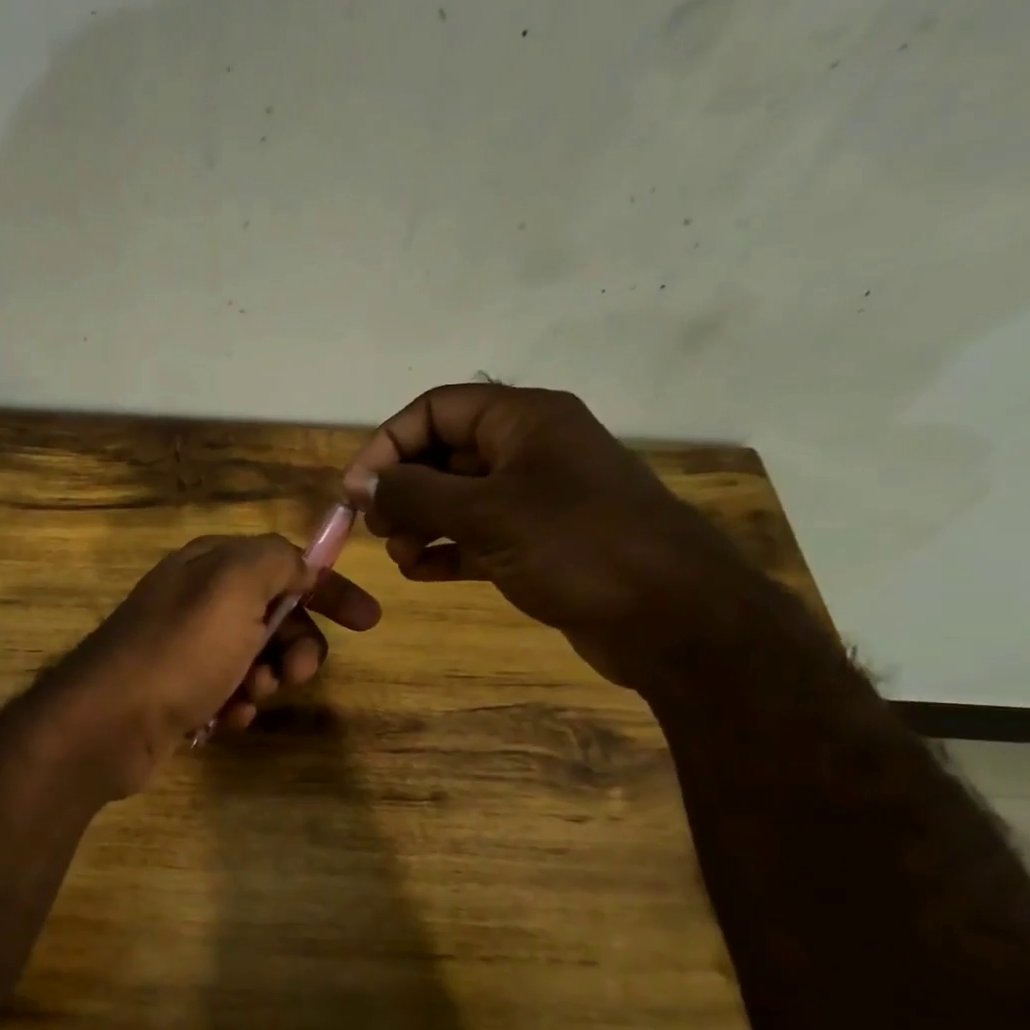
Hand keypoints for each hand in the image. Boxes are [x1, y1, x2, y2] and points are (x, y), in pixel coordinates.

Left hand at [42, 534, 380, 797]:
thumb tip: (298, 566)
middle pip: (275, 614)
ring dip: (267, 679)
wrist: (108, 722)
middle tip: (294, 674)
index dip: (329, 588)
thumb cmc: (180, 651)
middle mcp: (197, 598)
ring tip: (248, 699)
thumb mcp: (234, 587)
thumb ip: (275, 560)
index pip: (285, 563)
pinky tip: (228, 719)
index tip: (368, 621)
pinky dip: (238, 704)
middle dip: (295, 645)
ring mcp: (185, 646)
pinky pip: (229, 689)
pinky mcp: (178, 688)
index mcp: (210, 564)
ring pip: (256, 657)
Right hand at [341, 384, 755, 688]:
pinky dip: (445, 549)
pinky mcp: (539, 543)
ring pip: (456, 498)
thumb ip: (415, 493)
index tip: (356, 490)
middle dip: (402, 489)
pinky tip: (422, 572)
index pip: (436, 409)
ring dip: (418, 523)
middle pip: (442, 453)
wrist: (674, 619)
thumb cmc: (578, 547)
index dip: (388, 443)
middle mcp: (529, 450)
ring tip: (402, 557)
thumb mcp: (486, 513)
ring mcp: (536, 498)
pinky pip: (476, 535)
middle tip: (376, 528)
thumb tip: (362, 483)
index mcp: (524, 420)